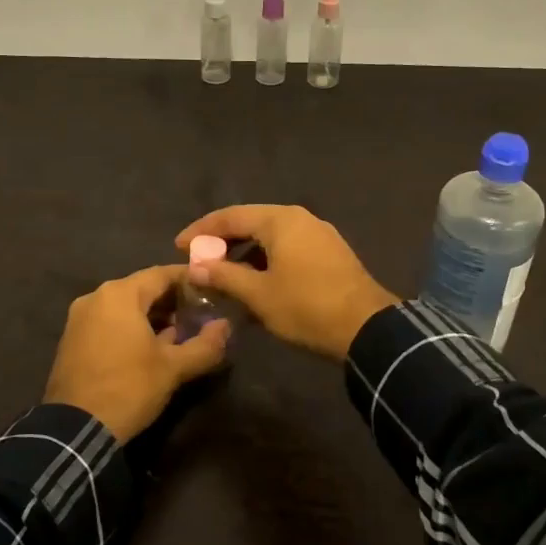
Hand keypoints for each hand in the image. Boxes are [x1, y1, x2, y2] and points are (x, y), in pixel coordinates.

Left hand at [43, 265, 230, 442]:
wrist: (74, 429)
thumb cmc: (128, 388)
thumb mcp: (173, 368)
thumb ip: (205, 344)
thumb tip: (226, 326)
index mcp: (119, 295)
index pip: (162, 274)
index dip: (190, 280)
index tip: (212, 290)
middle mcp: (96, 297)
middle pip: (143, 288)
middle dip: (172, 300)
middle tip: (200, 315)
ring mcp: (80, 319)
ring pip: (125, 307)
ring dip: (153, 316)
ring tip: (180, 334)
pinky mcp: (73, 340)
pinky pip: (109, 322)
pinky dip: (132, 328)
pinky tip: (151, 348)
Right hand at [174, 206, 396, 361]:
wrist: (366, 328)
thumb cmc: (306, 307)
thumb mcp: (258, 294)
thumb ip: (223, 276)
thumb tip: (194, 266)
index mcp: (281, 220)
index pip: (230, 216)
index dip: (202, 231)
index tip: (179, 247)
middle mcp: (300, 219)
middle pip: (251, 222)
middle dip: (223, 241)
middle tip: (199, 260)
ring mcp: (319, 234)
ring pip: (271, 237)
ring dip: (245, 253)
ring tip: (223, 274)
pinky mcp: (330, 253)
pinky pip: (288, 248)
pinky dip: (266, 260)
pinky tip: (256, 282)